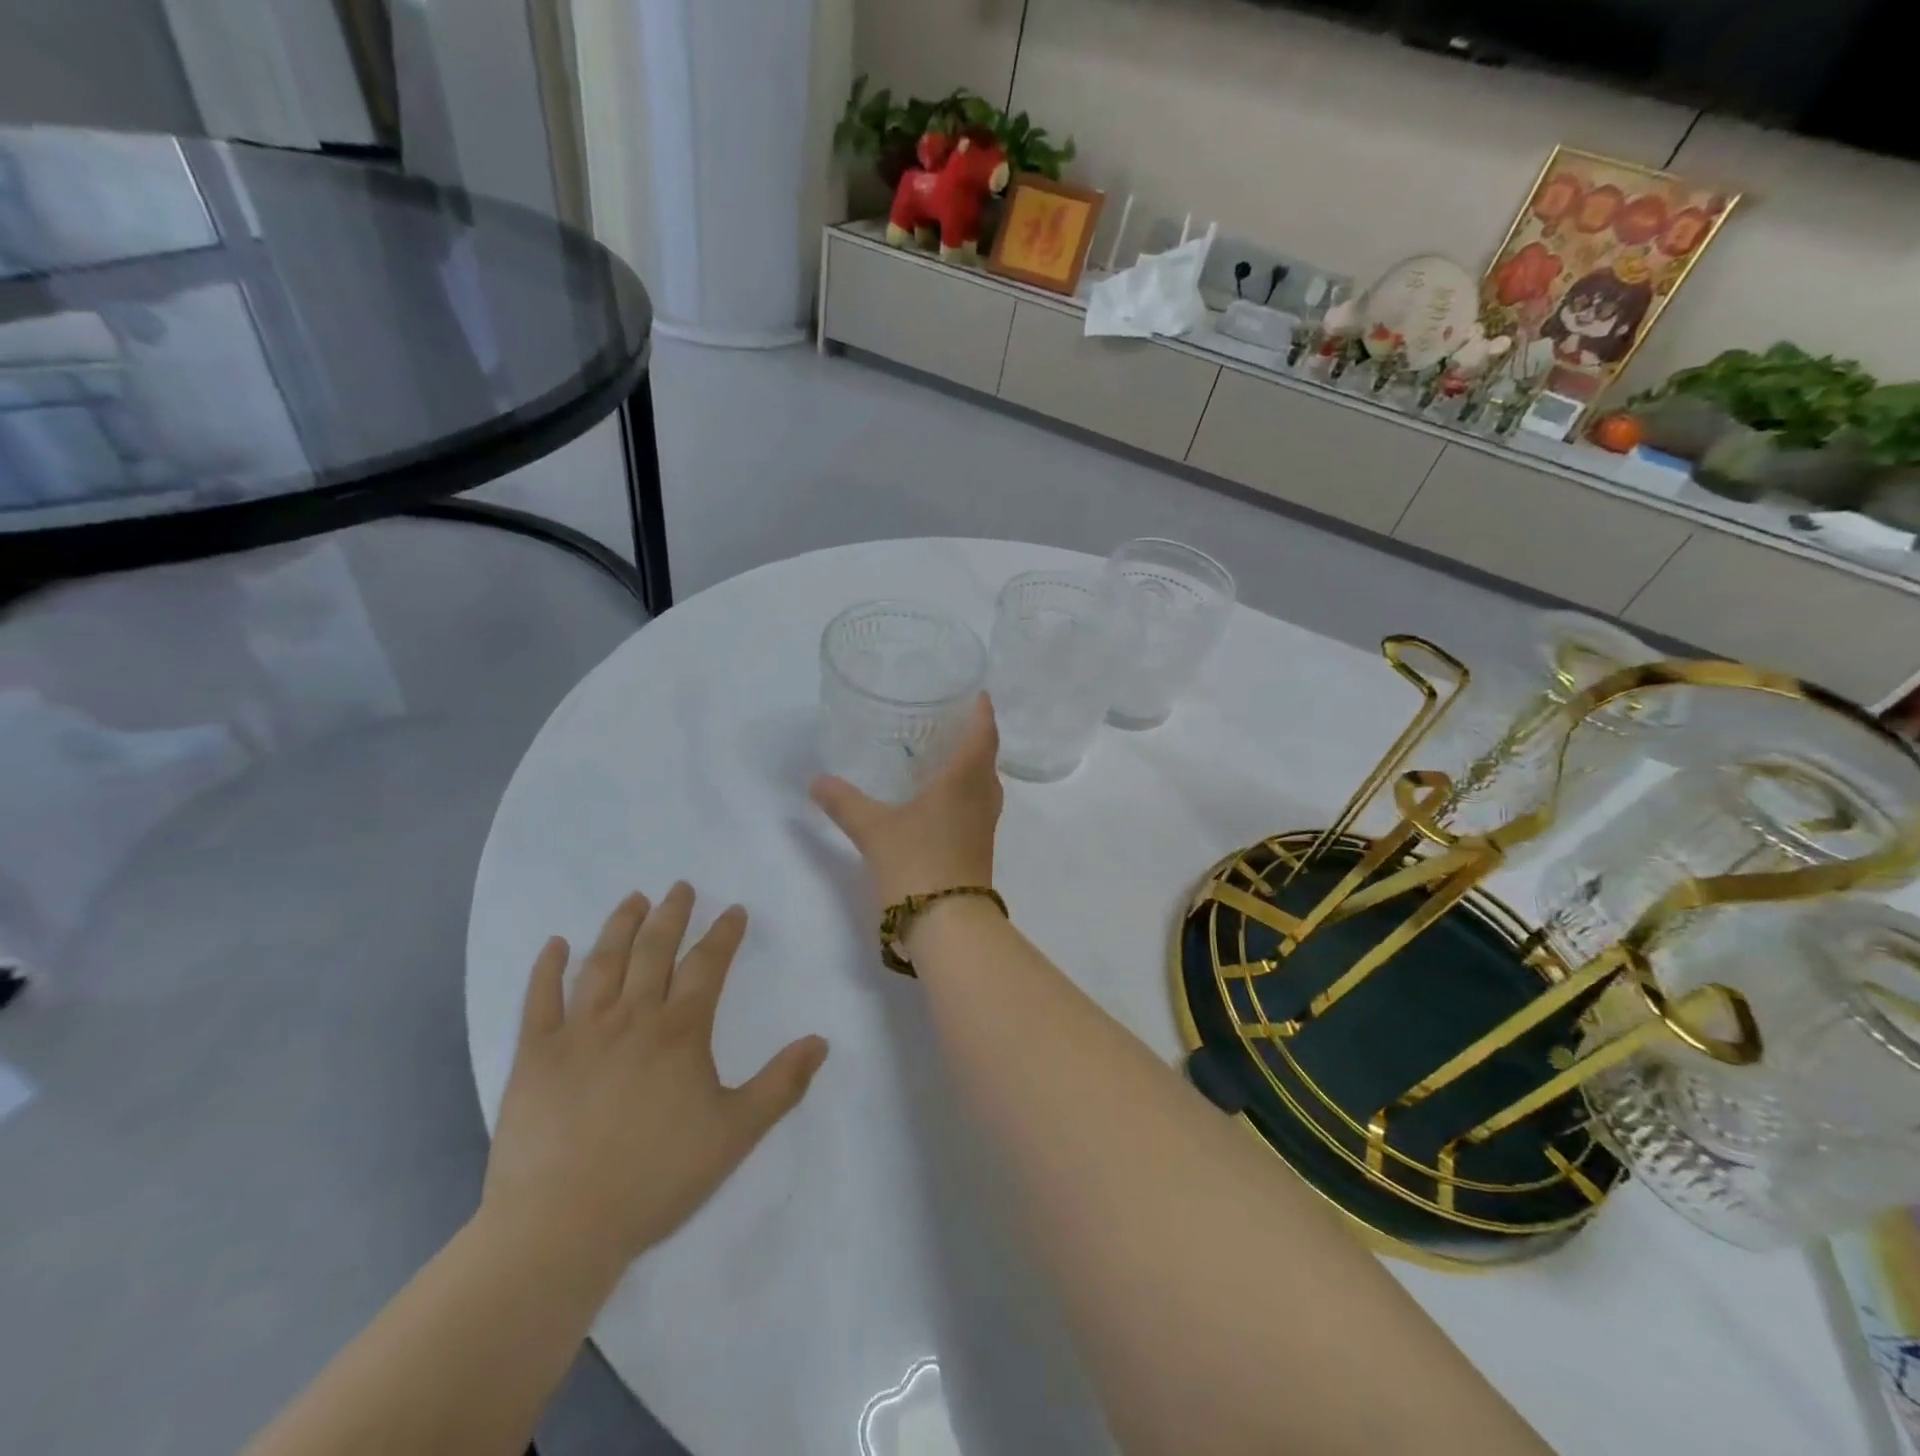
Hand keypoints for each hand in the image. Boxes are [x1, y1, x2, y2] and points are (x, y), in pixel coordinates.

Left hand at [480, 885, 828, 1276]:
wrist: (560, 1228)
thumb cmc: (656, 1178)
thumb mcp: (735, 1134)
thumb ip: (781, 1084)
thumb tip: (821, 1040)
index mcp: (680, 1031)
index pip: (708, 965)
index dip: (724, 933)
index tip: (734, 910)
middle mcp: (631, 1017)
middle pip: (654, 951)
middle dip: (671, 914)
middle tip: (680, 886)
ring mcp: (578, 1032)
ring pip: (603, 963)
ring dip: (620, 925)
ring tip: (633, 899)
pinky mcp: (534, 1056)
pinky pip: (539, 1000)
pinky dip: (547, 968)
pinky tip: (554, 944)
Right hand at [811, 693, 1002, 907]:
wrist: (948, 925)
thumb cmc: (917, 863)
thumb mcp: (874, 829)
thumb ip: (845, 802)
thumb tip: (816, 781)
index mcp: (965, 781)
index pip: (984, 735)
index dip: (983, 712)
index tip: (978, 694)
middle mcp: (982, 798)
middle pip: (987, 758)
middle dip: (976, 736)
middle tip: (952, 720)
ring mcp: (984, 826)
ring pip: (984, 785)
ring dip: (972, 766)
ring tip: (944, 755)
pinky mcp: (979, 848)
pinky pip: (977, 806)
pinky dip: (965, 792)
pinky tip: (939, 799)